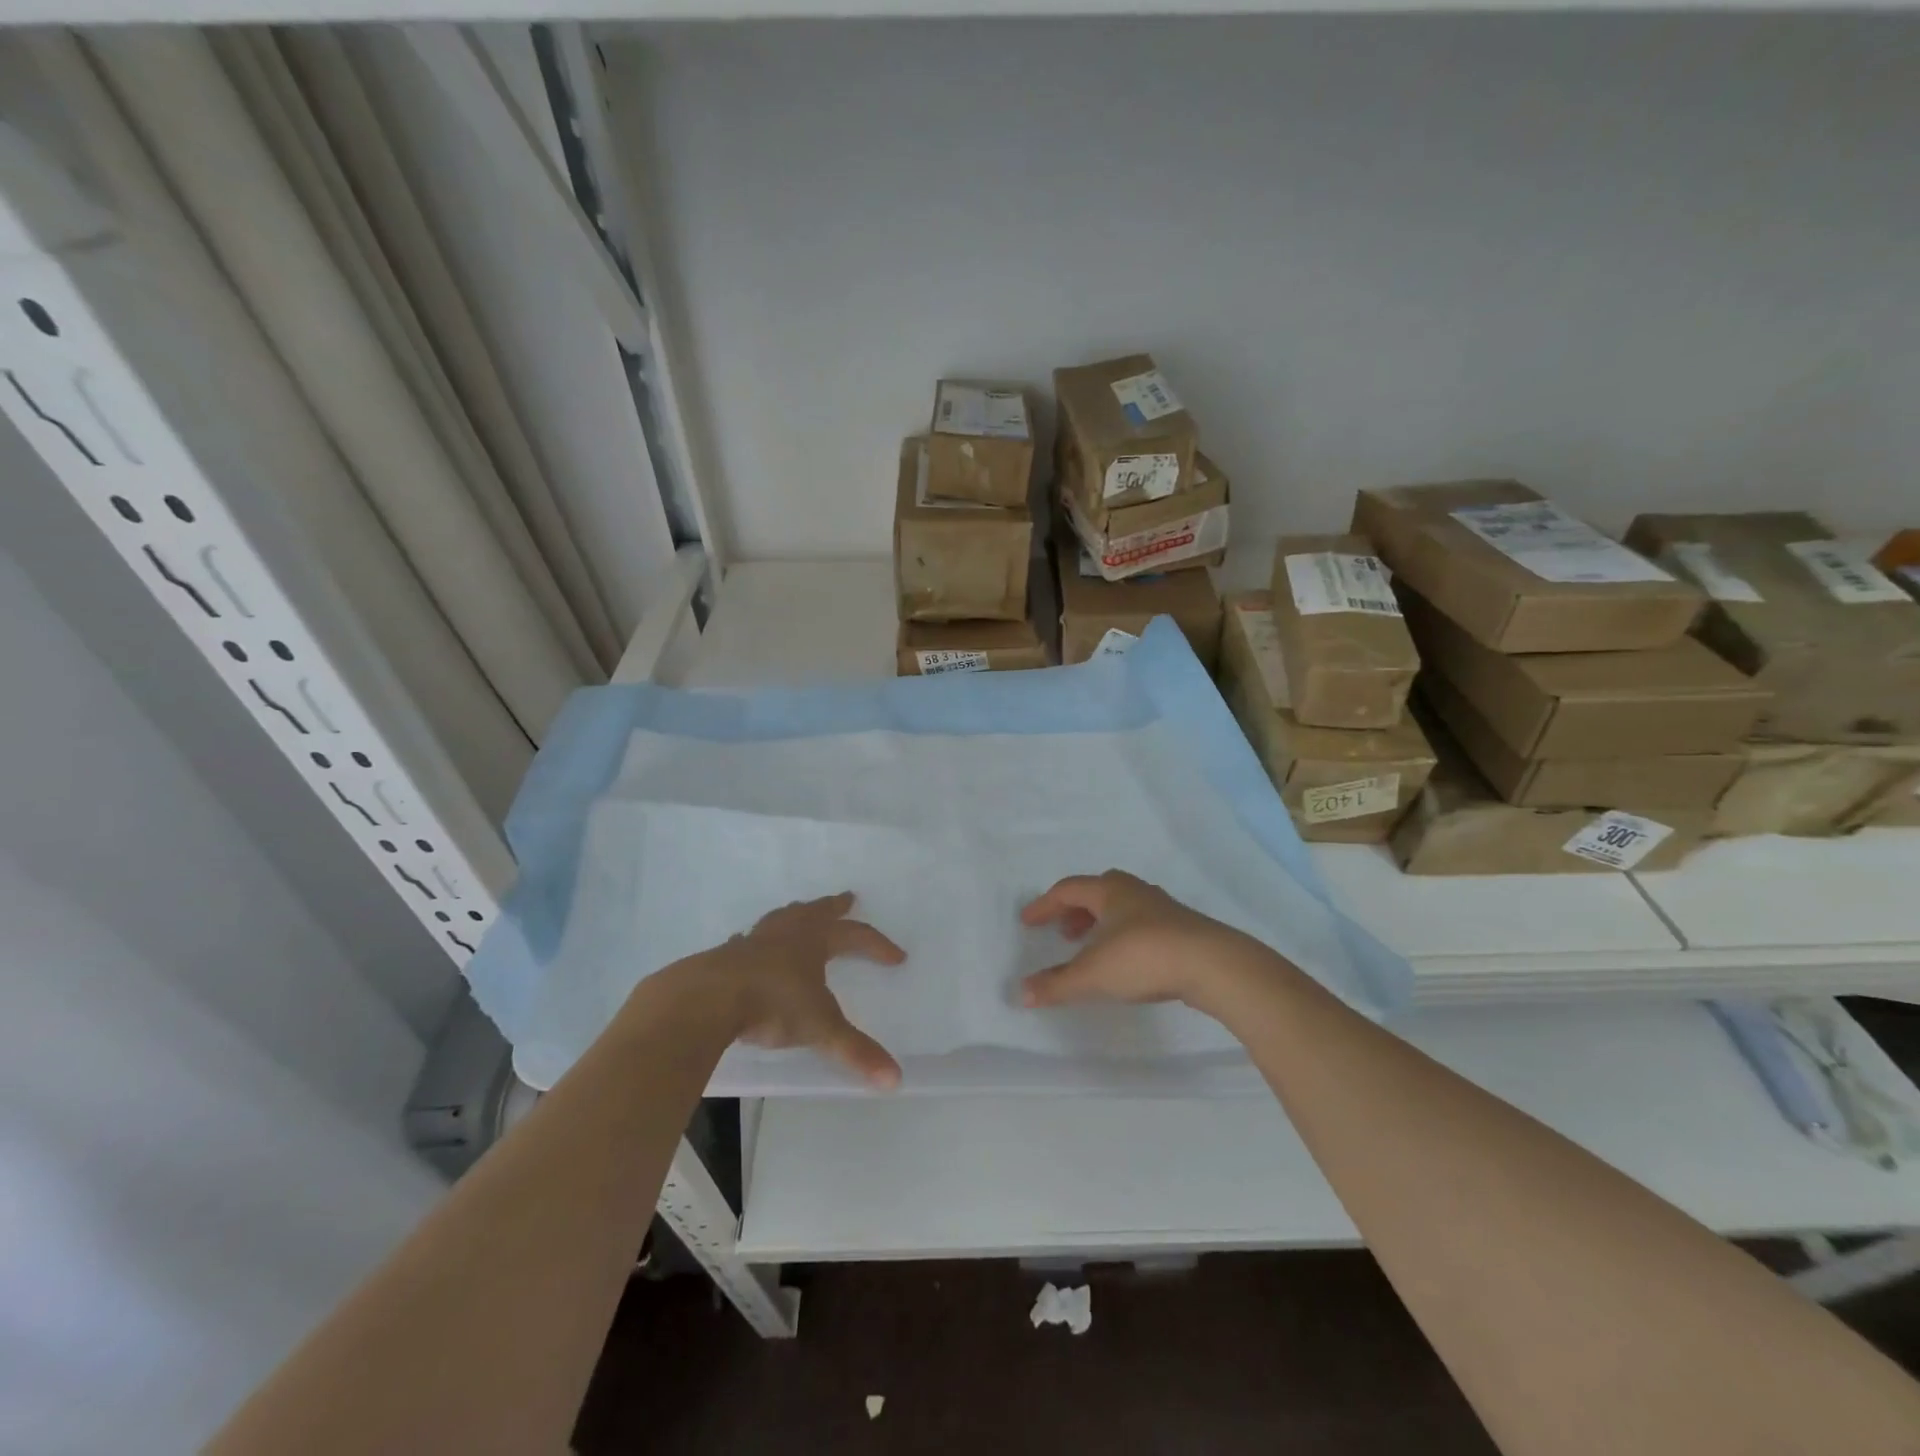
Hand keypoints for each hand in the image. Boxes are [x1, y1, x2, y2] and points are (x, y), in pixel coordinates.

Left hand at [701, 892, 905, 1088]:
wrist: (706, 999)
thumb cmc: (772, 1005)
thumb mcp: (820, 1029)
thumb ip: (856, 1052)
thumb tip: (895, 1080)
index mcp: (814, 942)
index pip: (856, 935)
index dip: (878, 945)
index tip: (897, 957)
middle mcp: (786, 933)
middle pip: (816, 912)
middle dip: (834, 907)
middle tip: (847, 898)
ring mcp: (753, 941)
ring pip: (781, 919)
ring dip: (795, 915)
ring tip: (800, 912)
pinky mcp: (726, 955)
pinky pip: (747, 941)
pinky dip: (756, 941)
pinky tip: (750, 946)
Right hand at [1018, 871, 1279, 1015]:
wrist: (1213, 964)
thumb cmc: (1143, 958)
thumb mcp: (1093, 974)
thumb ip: (1057, 984)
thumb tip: (1022, 993)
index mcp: (1109, 890)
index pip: (1067, 890)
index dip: (1045, 905)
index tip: (1027, 921)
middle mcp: (1134, 891)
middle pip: (1096, 892)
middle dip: (1075, 911)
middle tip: (1061, 933)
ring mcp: (1162, 908)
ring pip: (1122, 907)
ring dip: (1100, 923)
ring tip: (1091, 949)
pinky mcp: (1182, 928)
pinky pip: (1141, 924)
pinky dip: (1122, 935)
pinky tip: (1126, 960)